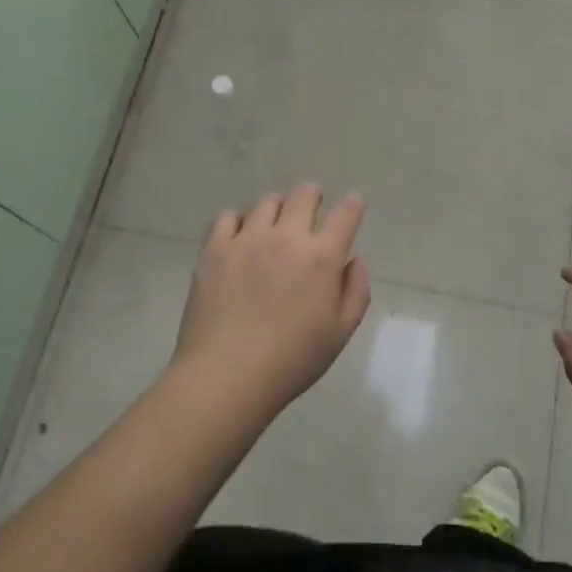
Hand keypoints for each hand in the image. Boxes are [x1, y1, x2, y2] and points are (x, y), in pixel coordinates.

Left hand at [172, 185, 371, 418]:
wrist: (227, 376)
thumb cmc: (291, 361)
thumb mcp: (340, 334)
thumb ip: (356, 291)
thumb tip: (354, 260)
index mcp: (322, 258)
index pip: (346, 214)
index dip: (353, 204)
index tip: (353, 205)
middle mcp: (287, 237)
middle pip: (305, 194)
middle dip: (314, 198)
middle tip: (311, 214)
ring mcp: (247, 239)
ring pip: (268, 201)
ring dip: (278, 210)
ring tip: (273, 230)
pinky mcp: (215, 248)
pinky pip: (229, 216)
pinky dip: (239, 222)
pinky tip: (240, 240)